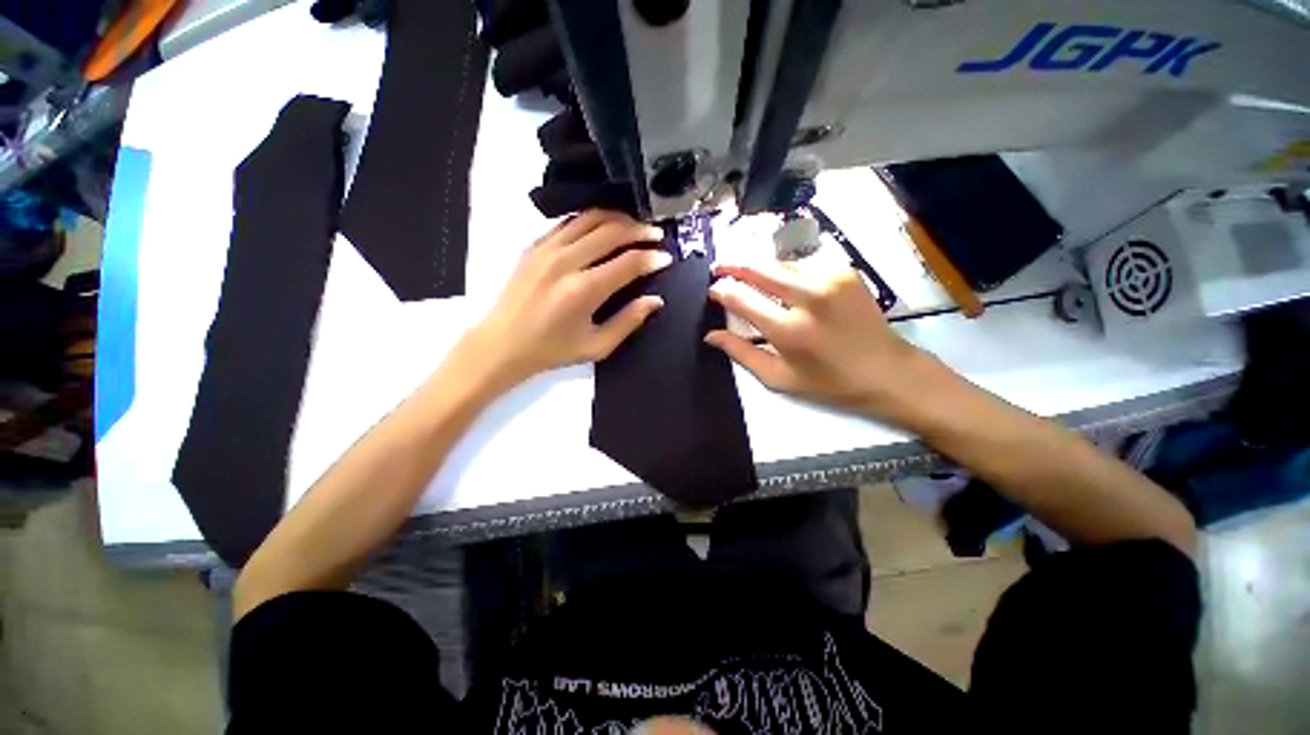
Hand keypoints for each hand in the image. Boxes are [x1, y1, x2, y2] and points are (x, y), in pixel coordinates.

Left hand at [455, 210, 670, 391]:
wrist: (502, 343)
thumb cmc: (552, 350)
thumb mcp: (597, 346)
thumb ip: (629, 321)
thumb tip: (655, 300)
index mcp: (584, 290)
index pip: (628, 263)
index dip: (652, 258)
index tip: (666, 257)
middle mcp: (566, 261)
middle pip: (612, 231)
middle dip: (640, 231)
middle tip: (656, 235)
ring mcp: (547, 248)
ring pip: (590, 218)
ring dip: (617, 219)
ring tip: (634, 226)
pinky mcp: (535, 245)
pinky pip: (569, 222)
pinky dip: (591, 220)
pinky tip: (602, 228)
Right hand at [705, 258, 930, 416]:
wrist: (887, 370)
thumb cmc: (828, 382)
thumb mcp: (779, 377)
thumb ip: (741, 353)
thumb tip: (710, 335)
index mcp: (789, 330)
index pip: (742, 298)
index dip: (722, 291)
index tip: (712, 290)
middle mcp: (808, 297)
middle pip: (759, 268)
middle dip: (734, 265)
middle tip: (719, 268)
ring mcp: (829, 279)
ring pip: (779, 263)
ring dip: (760, 268)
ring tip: (747, 276)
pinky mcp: (844, 271)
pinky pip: (802, 264)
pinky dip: (786, 272)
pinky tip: (781, 283)